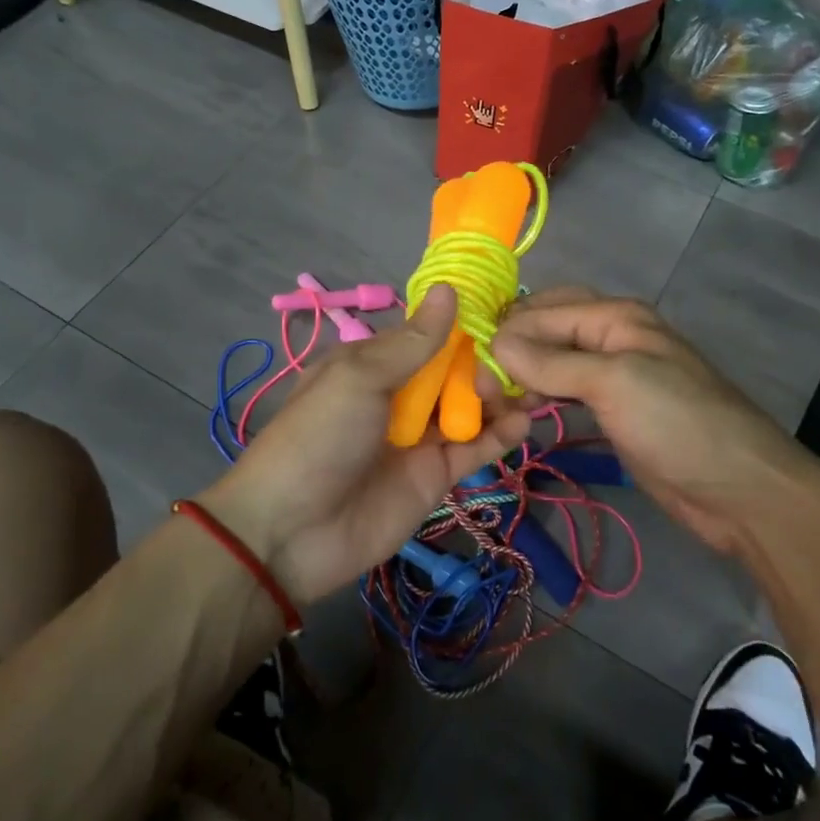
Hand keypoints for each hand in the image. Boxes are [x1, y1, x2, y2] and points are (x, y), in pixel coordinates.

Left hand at [200, 286, 530, 604]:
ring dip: (497, 397)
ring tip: (528, 390)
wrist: (291, 532)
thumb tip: (448, 289)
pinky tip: (521, 422)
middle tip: (511, 366)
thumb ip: (412, 342)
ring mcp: (419, 437)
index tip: (504, 313)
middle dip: (485, 363)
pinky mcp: (436, 476)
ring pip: (469, 408)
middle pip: (453, 371)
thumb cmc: (320, 437)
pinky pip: (474, 449)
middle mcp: (399, 395)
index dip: (462, 325)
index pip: (426, 335)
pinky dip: (499, 435)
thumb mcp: (359, 378)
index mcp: (373, 363)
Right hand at [489, 289, 819, 554]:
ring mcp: (614, 375)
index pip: (542, 311)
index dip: (504, 334)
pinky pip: (565, 392)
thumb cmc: (677, 423)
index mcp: (614, 316)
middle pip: (546, 329)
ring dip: (521, 375)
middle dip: (510, 349)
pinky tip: (520, 412)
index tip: (467, 370)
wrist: (740, 489)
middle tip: (476, 384)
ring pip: (553, 361)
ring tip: (491, 402)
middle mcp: (611, 336)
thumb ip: (551, 361)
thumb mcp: (613, 382)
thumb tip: (494, 344)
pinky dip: (540, 397)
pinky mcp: (614, 410)